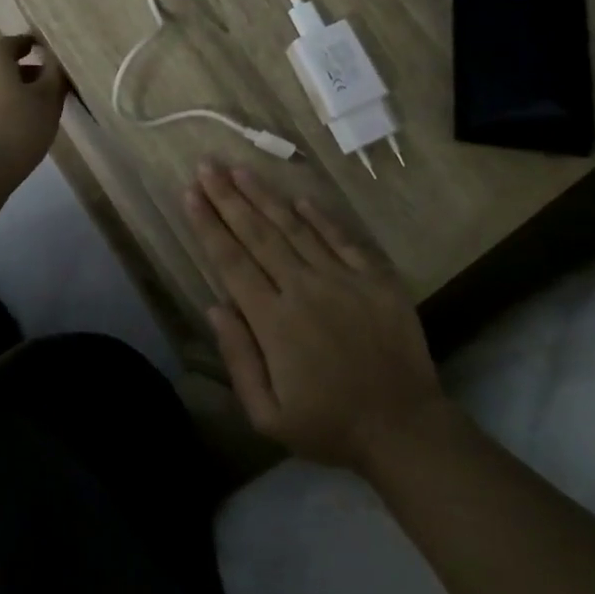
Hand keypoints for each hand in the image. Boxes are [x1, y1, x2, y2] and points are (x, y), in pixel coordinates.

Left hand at [0, 35, 67, 197]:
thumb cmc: (15, 130)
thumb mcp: (48, 101)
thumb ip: (54, 75)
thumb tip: (54, 59)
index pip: (12, 42)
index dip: (31, 44)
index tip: (47, 50)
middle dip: (22, 72)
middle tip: (47, 86)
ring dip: (9, 92)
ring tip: (33, 110)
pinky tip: (12, 127)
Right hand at [184, 161, 447, 473]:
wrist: (404, 428)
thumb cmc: (329, 425)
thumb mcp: (268, 415)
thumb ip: (239, 359)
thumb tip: (216, 307)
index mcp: (274, 321)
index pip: (232, 262)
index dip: (208, 225)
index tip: (190, 194)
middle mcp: (304, 288)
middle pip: (258, 234)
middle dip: (228, 197)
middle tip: (207, 165)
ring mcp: (343, 279)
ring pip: (295, 228)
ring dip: (265, 196)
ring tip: (240, 169)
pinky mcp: (376, 278)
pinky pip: (343, 239)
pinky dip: (321, 217)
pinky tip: (300, 198)